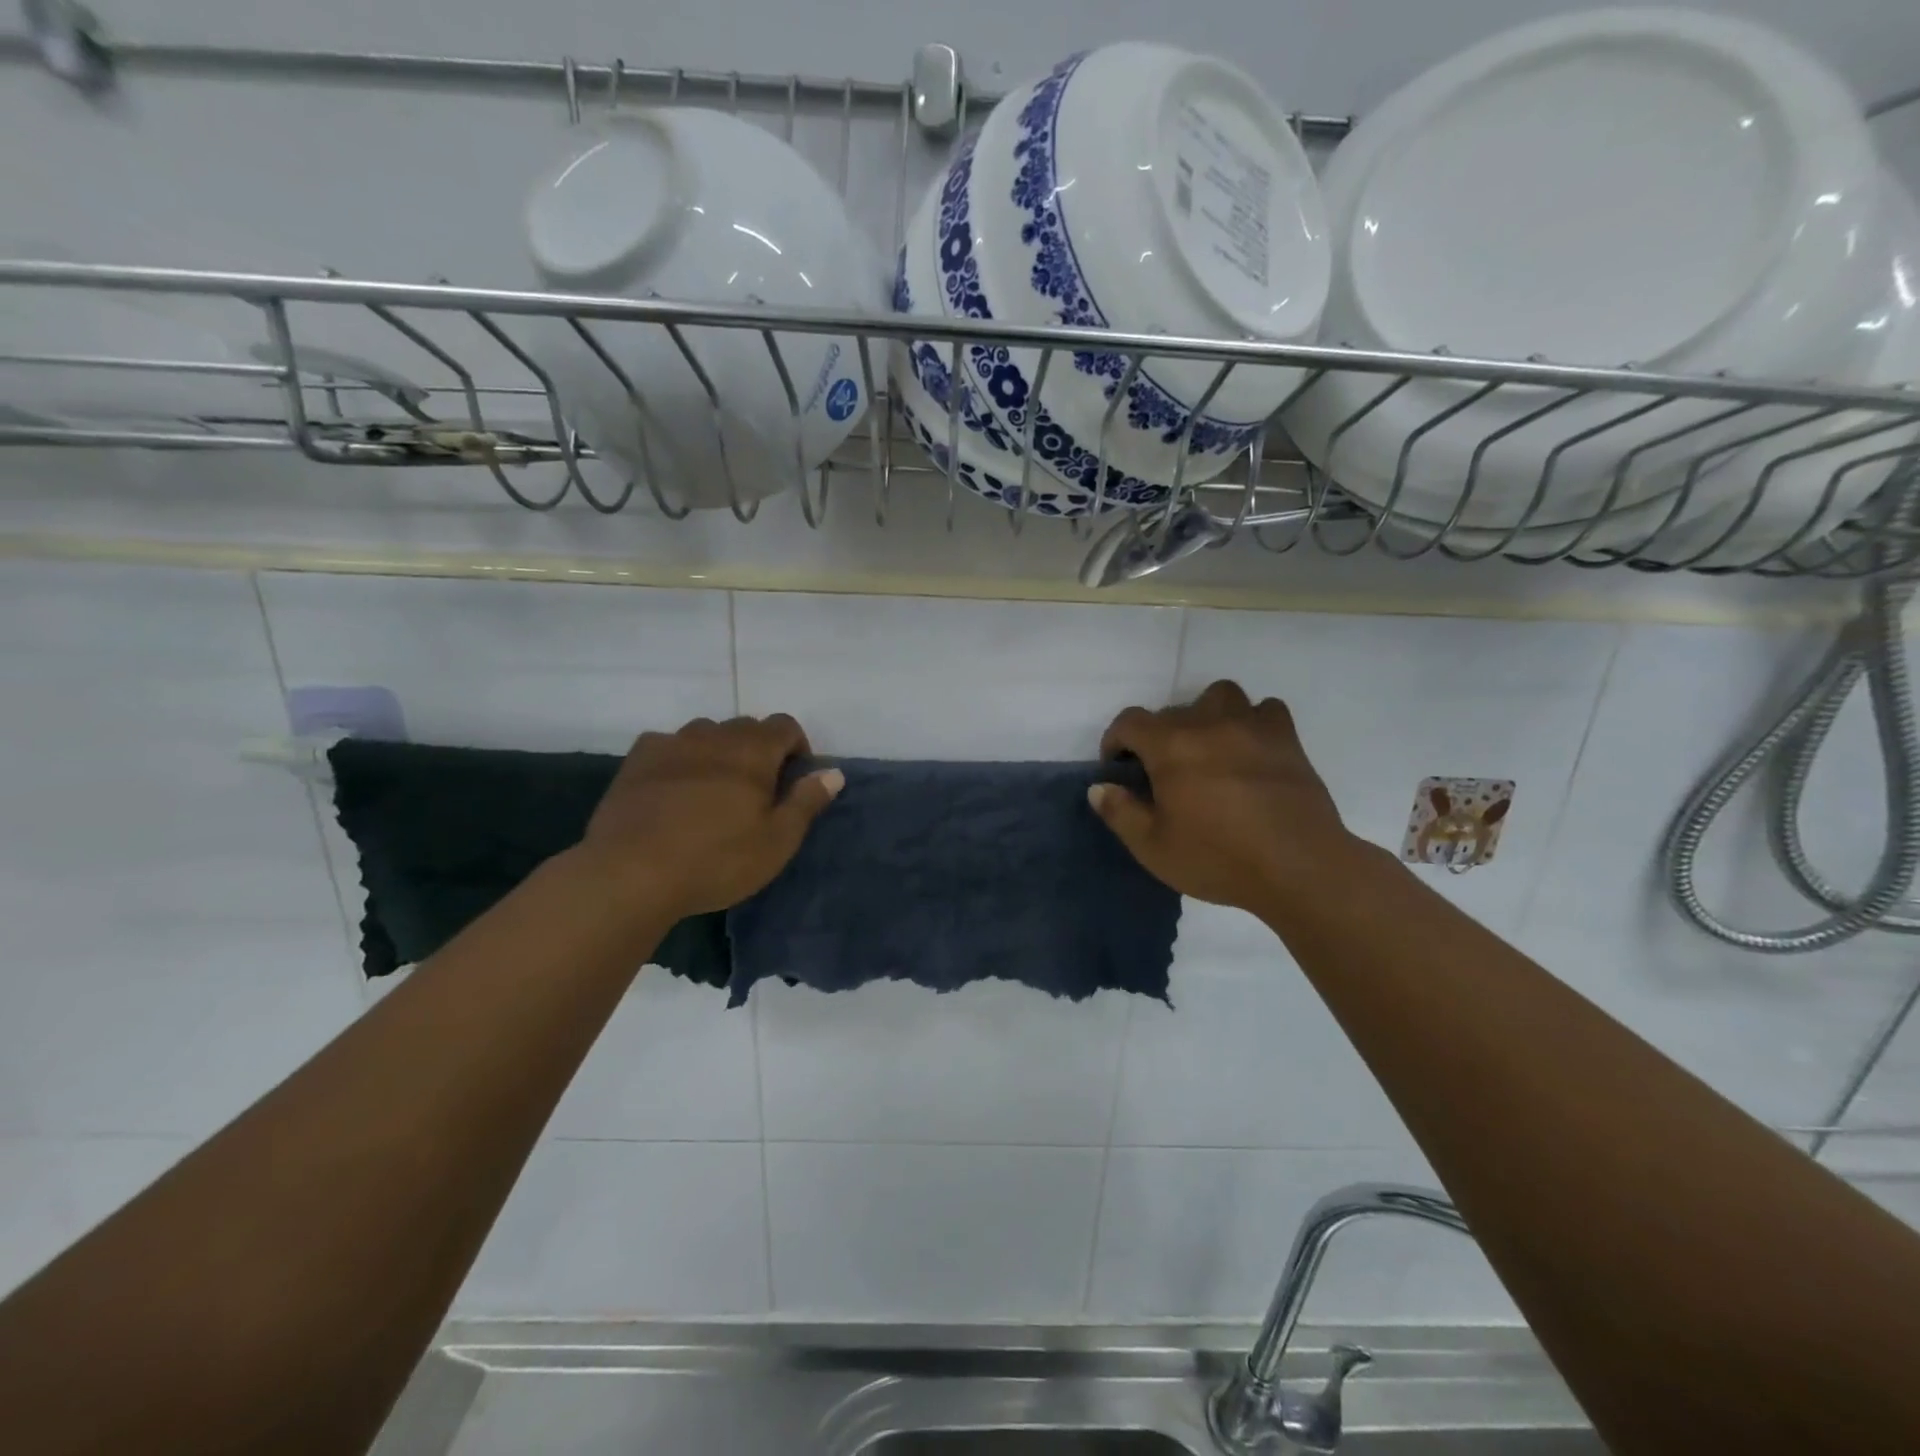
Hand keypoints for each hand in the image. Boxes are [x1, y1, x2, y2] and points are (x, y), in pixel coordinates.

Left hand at [580, 714, 842, 918]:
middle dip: (759, 749)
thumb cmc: (716, 860)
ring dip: (719, 751)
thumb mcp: (777, 840)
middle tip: (756, 792)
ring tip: (714, 790)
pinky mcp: (636, 760)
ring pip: (706, 733)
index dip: (796, 746)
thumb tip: (834, 772)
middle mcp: (713, 736)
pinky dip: (681, 758)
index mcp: (753, 751)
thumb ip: (807, 801)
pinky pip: (668, 745)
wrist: (630, 874)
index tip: (793, 779)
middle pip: (745, 726)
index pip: (785, 725)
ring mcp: (670, 743)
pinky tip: (674, 789)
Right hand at [1089, 680, 1354, 916]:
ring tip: (1207, 748)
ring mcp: (1251, 726)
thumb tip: (1100, 787)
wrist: (1299, 867)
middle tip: (1163, 774)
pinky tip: (1249, 748)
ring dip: (1205, 715)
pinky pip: (1265, 710)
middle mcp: (1208, 724)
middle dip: (1158, 737)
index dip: (1116, 740)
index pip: (1130, 722)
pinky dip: (1251, 722)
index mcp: (1170, 747)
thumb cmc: (1219, 858)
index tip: (1119, 767)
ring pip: (1219, 696)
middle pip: (1172, 711)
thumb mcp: (1153, 847)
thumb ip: (1120, 812)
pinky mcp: (1286, 739)